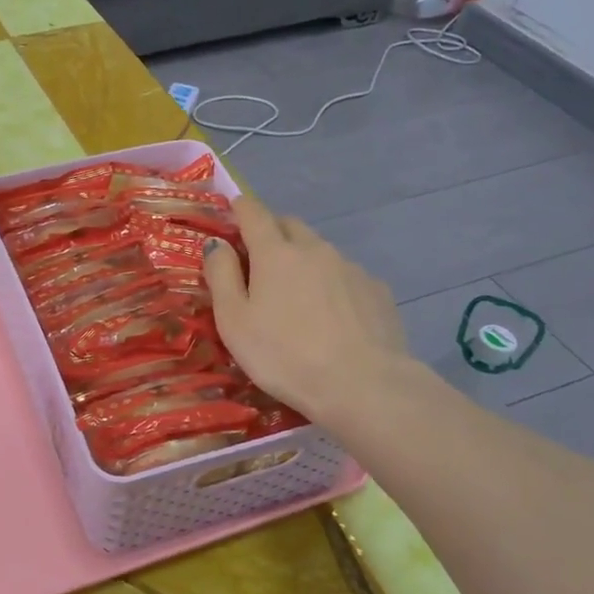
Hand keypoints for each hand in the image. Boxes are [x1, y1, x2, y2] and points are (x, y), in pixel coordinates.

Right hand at [202, 195, 410, 429]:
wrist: (363, 385)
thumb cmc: (283, 355)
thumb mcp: (234, 320)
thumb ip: (221, 276)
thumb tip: (217, 243)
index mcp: (275, 253)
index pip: (254, 214)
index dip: (241, 208)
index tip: (234, 208)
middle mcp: (315, 249)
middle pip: (290, 225)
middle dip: (272, 230)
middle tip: (259, 255)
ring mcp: (351, 268)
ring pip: (320, 250)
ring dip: (303, 259)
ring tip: (297, 293)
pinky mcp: (376, 290)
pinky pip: (346, 275)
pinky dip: (331, 283)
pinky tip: (331, 314)